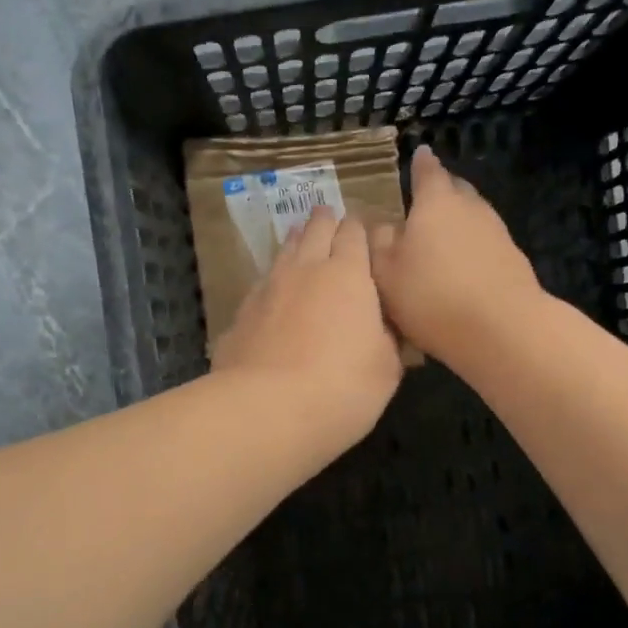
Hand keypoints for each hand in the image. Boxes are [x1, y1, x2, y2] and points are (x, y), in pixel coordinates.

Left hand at [212, 206, 403, 445]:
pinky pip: (262, 285)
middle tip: (328, 217)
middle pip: (315, 230)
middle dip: (325, 221)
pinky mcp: (240, 314)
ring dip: (296, 242)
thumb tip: (382, 325)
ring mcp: (267, 288)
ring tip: (299, 237)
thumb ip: (386, 337)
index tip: (364, 230)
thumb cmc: (342, 388)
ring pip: (284, 251)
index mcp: (348, 274)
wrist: (266, 410)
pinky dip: (273, 282)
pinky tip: (272, 293)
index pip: (355, 233)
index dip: (360, 229)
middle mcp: (305, 269)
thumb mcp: (386, 368)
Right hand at [370, 144, 544, 362]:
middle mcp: (470, 207)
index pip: (427, 171)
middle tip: (422, 203)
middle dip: (441, 192)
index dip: (420, 164)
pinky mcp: (512, 260)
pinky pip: (484, 244)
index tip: (419, 154)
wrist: (502, 328)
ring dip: (456, 223)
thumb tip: (380, 224)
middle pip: (455, 190)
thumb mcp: (386, 272)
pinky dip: (470, 249)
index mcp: (435, 202)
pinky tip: (460, 270)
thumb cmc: (432, 295)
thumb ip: (378, 242)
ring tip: (438, 240)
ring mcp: (496, 232)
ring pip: (472, 216)